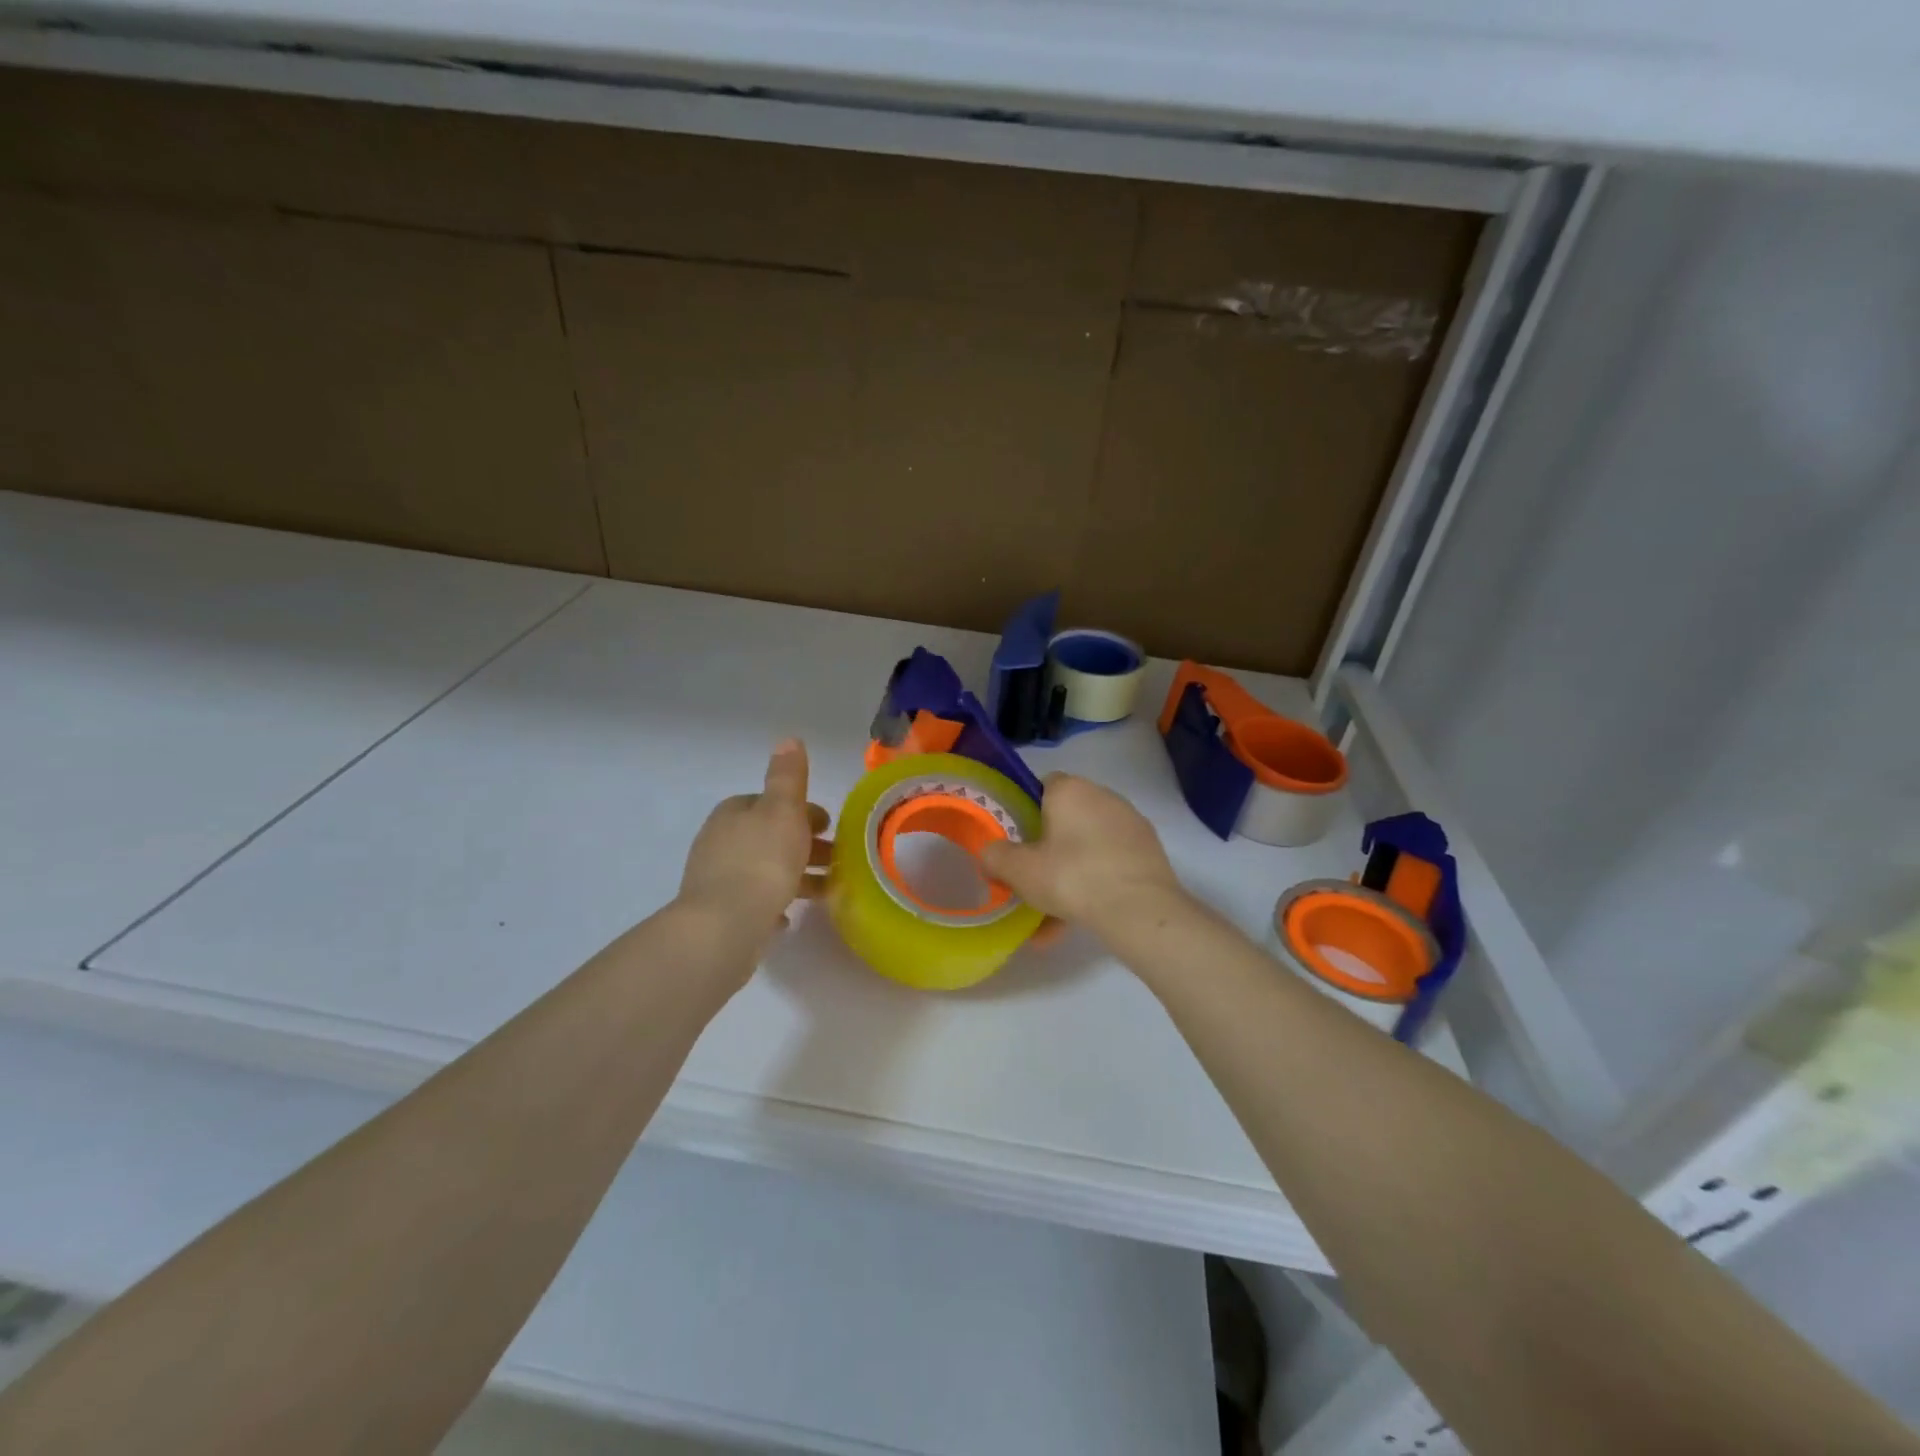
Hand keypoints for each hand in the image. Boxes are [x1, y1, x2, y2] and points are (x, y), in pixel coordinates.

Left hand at [676, 739, 830, 940]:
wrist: (724, 926)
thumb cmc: (762, 861)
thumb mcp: (782, 810)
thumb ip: (788, 776)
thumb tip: (788, 738)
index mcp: (733, 813)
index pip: (769, 803)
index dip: (802, 811)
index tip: (829, 826)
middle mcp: (719, 841)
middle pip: (768, 836)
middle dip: (801, 845)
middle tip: (835, 860)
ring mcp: (716, 879)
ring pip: (762, 870)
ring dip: (793, 876)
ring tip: (825, 891)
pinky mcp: (718, 914)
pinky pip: (751, 902)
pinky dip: (771, 903)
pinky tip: (786, 917)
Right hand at [977, 773, 1183, 935]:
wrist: (1139, 909)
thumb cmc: (1072, 877)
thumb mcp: (1019, 870)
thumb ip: (996, 856)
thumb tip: (988, 851)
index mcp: (1070, 790)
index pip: (1043, 785)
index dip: (1025, 811)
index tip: (1017, 841)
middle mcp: (1103, 796)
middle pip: (1066, 819)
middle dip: (1048, 849)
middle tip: (1032, 880)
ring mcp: (1130, 824)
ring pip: (1087, 847)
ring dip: (1069, 875)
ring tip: (1051, 917)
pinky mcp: (1149, 852)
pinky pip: (1110, 864)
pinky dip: (1094, 885)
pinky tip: (1079, 921)